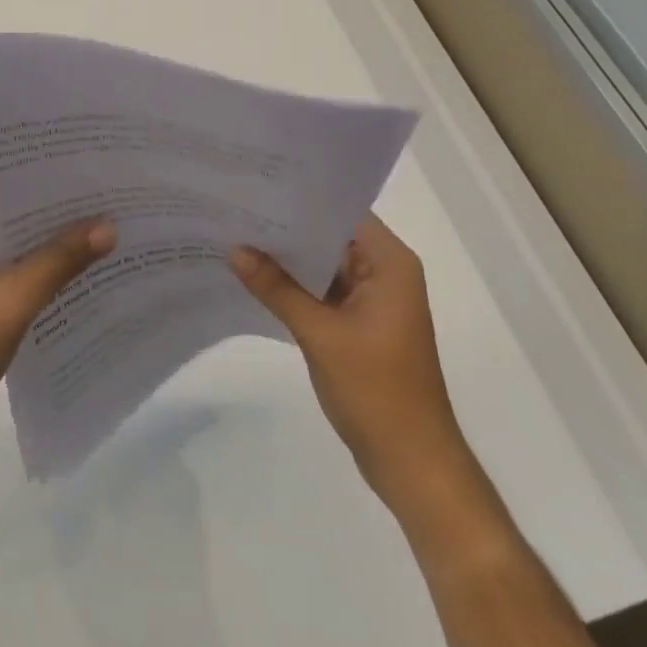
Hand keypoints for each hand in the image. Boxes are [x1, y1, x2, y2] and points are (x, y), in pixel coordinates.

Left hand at [0, 201, 115, 450]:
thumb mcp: (14, 299)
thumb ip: (61, 259)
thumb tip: (109, 225)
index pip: (7, 196)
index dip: (52, 196)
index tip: (98, 190)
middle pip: (11, 224)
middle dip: (55, 226)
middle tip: (110, 214)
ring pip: (12, 252)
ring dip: (48, 255)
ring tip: (102, 242)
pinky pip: (6, 277)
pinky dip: (35, 279)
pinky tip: (73, 282)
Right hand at [229, 213, 460, 486]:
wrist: (412, 463)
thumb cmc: (376, 391)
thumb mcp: (320, 334)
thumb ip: (276, 288)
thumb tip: (234, 248)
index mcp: (389, 263)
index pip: (341, 211)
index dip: (300, 196)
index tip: (257, 184)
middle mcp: (384, 272)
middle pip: (330, 235)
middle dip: (286, 226)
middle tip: (236, 206)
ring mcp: (372, 300)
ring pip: (323, 264)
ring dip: (288, 257)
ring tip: (236, 233)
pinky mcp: (359, 324)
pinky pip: (323, 290)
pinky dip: (294, 284)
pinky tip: (255, 275)